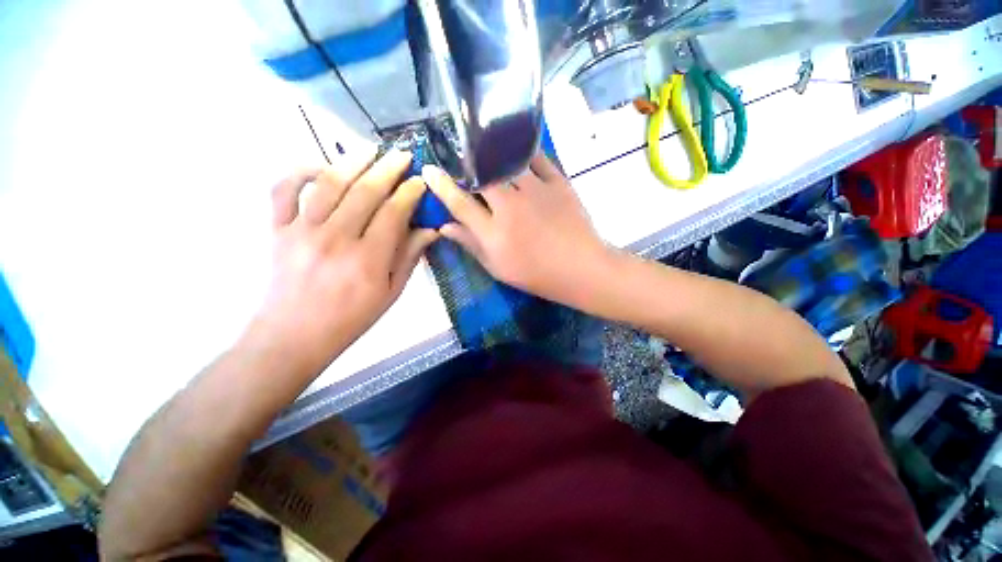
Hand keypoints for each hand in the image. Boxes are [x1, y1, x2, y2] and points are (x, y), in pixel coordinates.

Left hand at [250, 150, 437, 373]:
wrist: (294, 335)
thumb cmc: (351, 318)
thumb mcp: (391, 293)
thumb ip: (410, 257)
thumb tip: (431, 229)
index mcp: (368, 260)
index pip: (394, 213)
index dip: (409, 193)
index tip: (420, 181)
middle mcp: (336, 239)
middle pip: (365, 191)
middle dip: (388, 168)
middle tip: (403, 155)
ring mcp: (302, 231)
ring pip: (329, 183)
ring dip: (353, 161)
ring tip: (371, 149)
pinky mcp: (277, 229)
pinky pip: (283, 190)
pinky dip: (300, 171)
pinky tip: (320, 166)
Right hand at [423, 153, 611, 306]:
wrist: (581, 269)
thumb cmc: (537, 274)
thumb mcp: (498, 268)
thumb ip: (471, 245)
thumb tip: (445, 227)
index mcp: (494, 232)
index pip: (460, 203)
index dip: (441, 185)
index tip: (428, 170)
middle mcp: (511, 206)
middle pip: (481, 176)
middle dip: (465, 164)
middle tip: (459, 159)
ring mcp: (536, 191)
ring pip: (506, 161)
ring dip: (491, 153)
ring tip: (483, 146)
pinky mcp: (558, 182)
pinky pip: (537, 157)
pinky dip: (523, 152)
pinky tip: (516, 150)